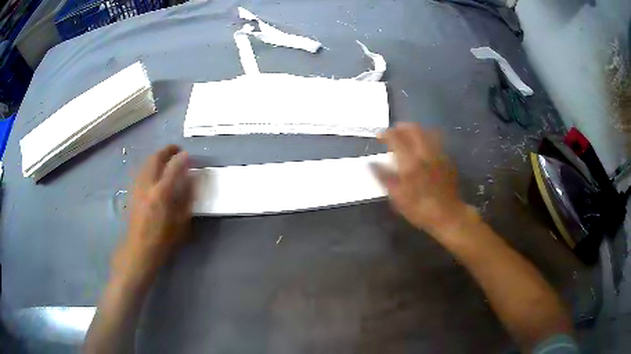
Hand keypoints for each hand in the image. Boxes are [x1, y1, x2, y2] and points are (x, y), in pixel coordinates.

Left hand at [113, 145, 193, 276]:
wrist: (139, 249)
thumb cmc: (163, 240)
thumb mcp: (181, 223)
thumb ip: (187, 199)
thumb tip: (192, 180)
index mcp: (161, 194)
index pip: (173, 167)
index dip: (182, 158)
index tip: (188, 154)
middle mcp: (147, 185)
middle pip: (155, 158)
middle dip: (166, 150)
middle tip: (176, 150)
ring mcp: (137, 187)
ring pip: (146, 163)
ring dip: (157, 156)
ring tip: (166, 157)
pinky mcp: (132, 191)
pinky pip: (140, 170)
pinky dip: (149, 165)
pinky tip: (153, 170)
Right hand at [373, 123, 468, 234]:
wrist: (448, 215)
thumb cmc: (420, 209)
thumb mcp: (397, 197)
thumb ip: (384, 177)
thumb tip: (371, 164)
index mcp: (410, 163)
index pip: (396, 138)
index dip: (386, 134)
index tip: (379, 136)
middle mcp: (425, 153)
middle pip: (413, 129)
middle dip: (401, 127)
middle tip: (393, 132)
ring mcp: (438, 155)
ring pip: (427, 131)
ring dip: (415, 130)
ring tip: (408, 136)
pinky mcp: (447, 159)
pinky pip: (436, 141)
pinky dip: (426, 138)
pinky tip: (423, 147)